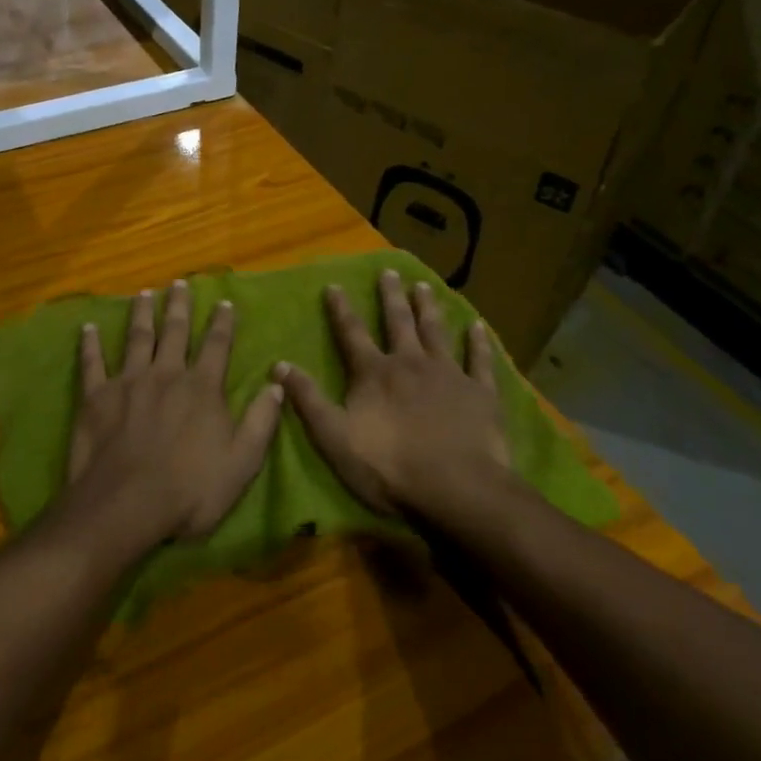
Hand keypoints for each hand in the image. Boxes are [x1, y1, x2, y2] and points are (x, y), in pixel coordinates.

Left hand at [69, 279, 283, 543]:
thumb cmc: (190, 490)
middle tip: (178, 283)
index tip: (225, 302)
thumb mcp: (242, 463)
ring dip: (141, 314)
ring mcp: (129, 382)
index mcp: (202, 389)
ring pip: (136, 338)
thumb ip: (261, 421)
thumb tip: (277, 384)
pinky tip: (88, 327)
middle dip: (179, 306)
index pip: (217, 346)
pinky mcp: (97, 396)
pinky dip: (90, 344)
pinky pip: (92, 362)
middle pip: (174, 331)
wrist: (127, 505)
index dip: (222, 323)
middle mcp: (166, 375)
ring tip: (143, 294)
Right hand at [275, 269, 509, 517]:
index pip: (351, 333)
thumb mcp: (334, 437)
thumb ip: (308, 399)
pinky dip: (478, 342)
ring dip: (429, 308)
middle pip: (398, 322)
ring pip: (436, 332)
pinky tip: (478, 326)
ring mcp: (449, 375)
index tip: (334, 284)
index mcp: (374, 373)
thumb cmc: (390, 467)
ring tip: (424, 286)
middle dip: (391, 296)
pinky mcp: (481, 393)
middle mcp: (410, 363)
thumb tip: (279, 365)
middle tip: (389, 271)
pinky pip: (480, 361)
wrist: (458, 489)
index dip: (341, 309)